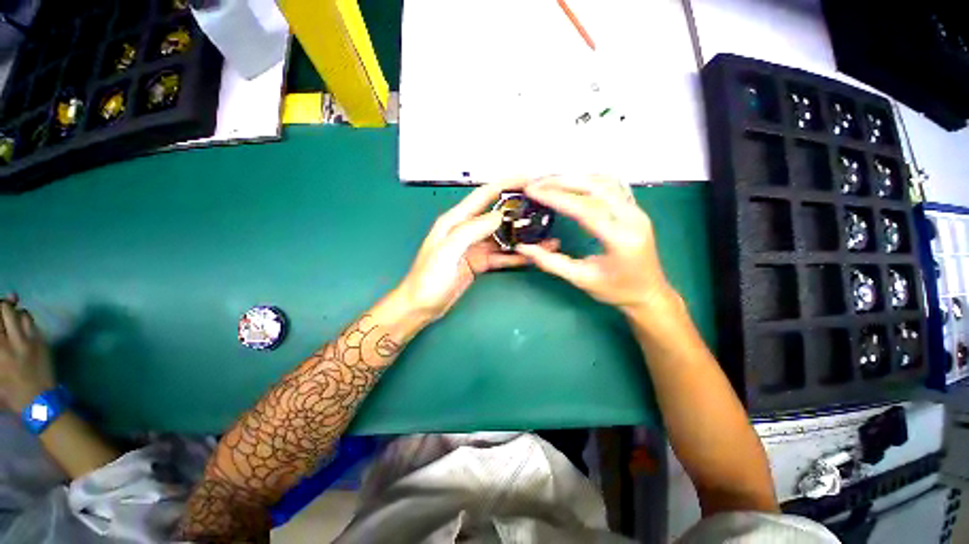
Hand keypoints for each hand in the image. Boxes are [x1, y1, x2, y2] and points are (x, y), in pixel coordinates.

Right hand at [0, 296, 54, 411]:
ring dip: (15, 313)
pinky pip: (32, 322)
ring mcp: (28, 340)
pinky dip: (25, 320)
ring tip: (10, 320)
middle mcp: (11, 342)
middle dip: (1, 307)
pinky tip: (21, 326)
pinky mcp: (42, 341)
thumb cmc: (10, 392)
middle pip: (4, 309)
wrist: (38, 401)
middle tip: (0, 313)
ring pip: (20, 313)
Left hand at [398, 179, 559, 321]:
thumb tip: (499, 216)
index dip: (505, 185)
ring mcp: (475, 247)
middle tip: (542, 210)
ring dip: (522, 236)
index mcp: (455, 221)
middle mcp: (467, 230)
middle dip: (519, 211)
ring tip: (544, 236)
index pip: (483, 196)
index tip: (528, 179)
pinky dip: (516, 255)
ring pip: (503, 237)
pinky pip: (501, 256)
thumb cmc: (429, 278)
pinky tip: (531, 255)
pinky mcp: (480, 262)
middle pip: (497, 215)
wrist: (422, 306)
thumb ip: (471, 231)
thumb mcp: (447, 251)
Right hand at [515, 176, 674, 315]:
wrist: (649, 293)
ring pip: (604, 182)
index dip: (556, 197)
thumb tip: (523, 248)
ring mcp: (636, 211)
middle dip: (562, 182)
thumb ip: (550, 262)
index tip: (533, 191)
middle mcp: (633, 218)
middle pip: (595, 187)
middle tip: (537, 183)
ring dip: (575, 178)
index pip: (584, 209)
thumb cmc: (616, 290)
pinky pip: (611, 186)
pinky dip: (588, 180)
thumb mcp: (580, 279)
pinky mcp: (634, 209)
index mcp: (620, 239)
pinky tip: (572, 183)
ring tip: (549, 181)